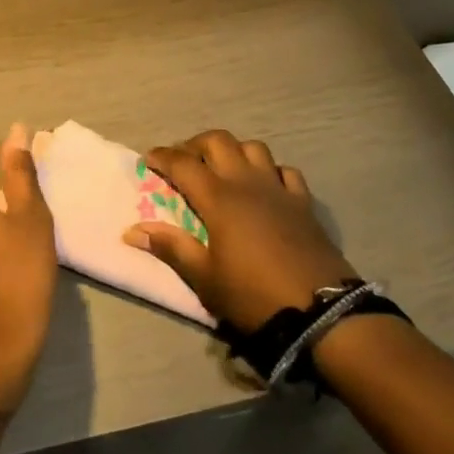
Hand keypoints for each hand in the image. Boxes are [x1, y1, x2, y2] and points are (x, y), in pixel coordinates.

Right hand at [123, 129, 353, 332]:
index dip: (163, 157)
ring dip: (233, 150)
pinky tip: (265, 185)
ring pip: (253, 148)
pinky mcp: (303, 203)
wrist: (321, 313)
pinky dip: (270, 170)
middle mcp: (246, 182)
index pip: (183, 163)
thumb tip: (132, 231)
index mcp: (219, 198)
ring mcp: (278, 189)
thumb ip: (171, 248)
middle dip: (195, 144)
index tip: (148, 159)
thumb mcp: (205, 278)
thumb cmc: (254, 295)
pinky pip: (285, 171)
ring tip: (223, 168)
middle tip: (183, 161)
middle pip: (218, 141)